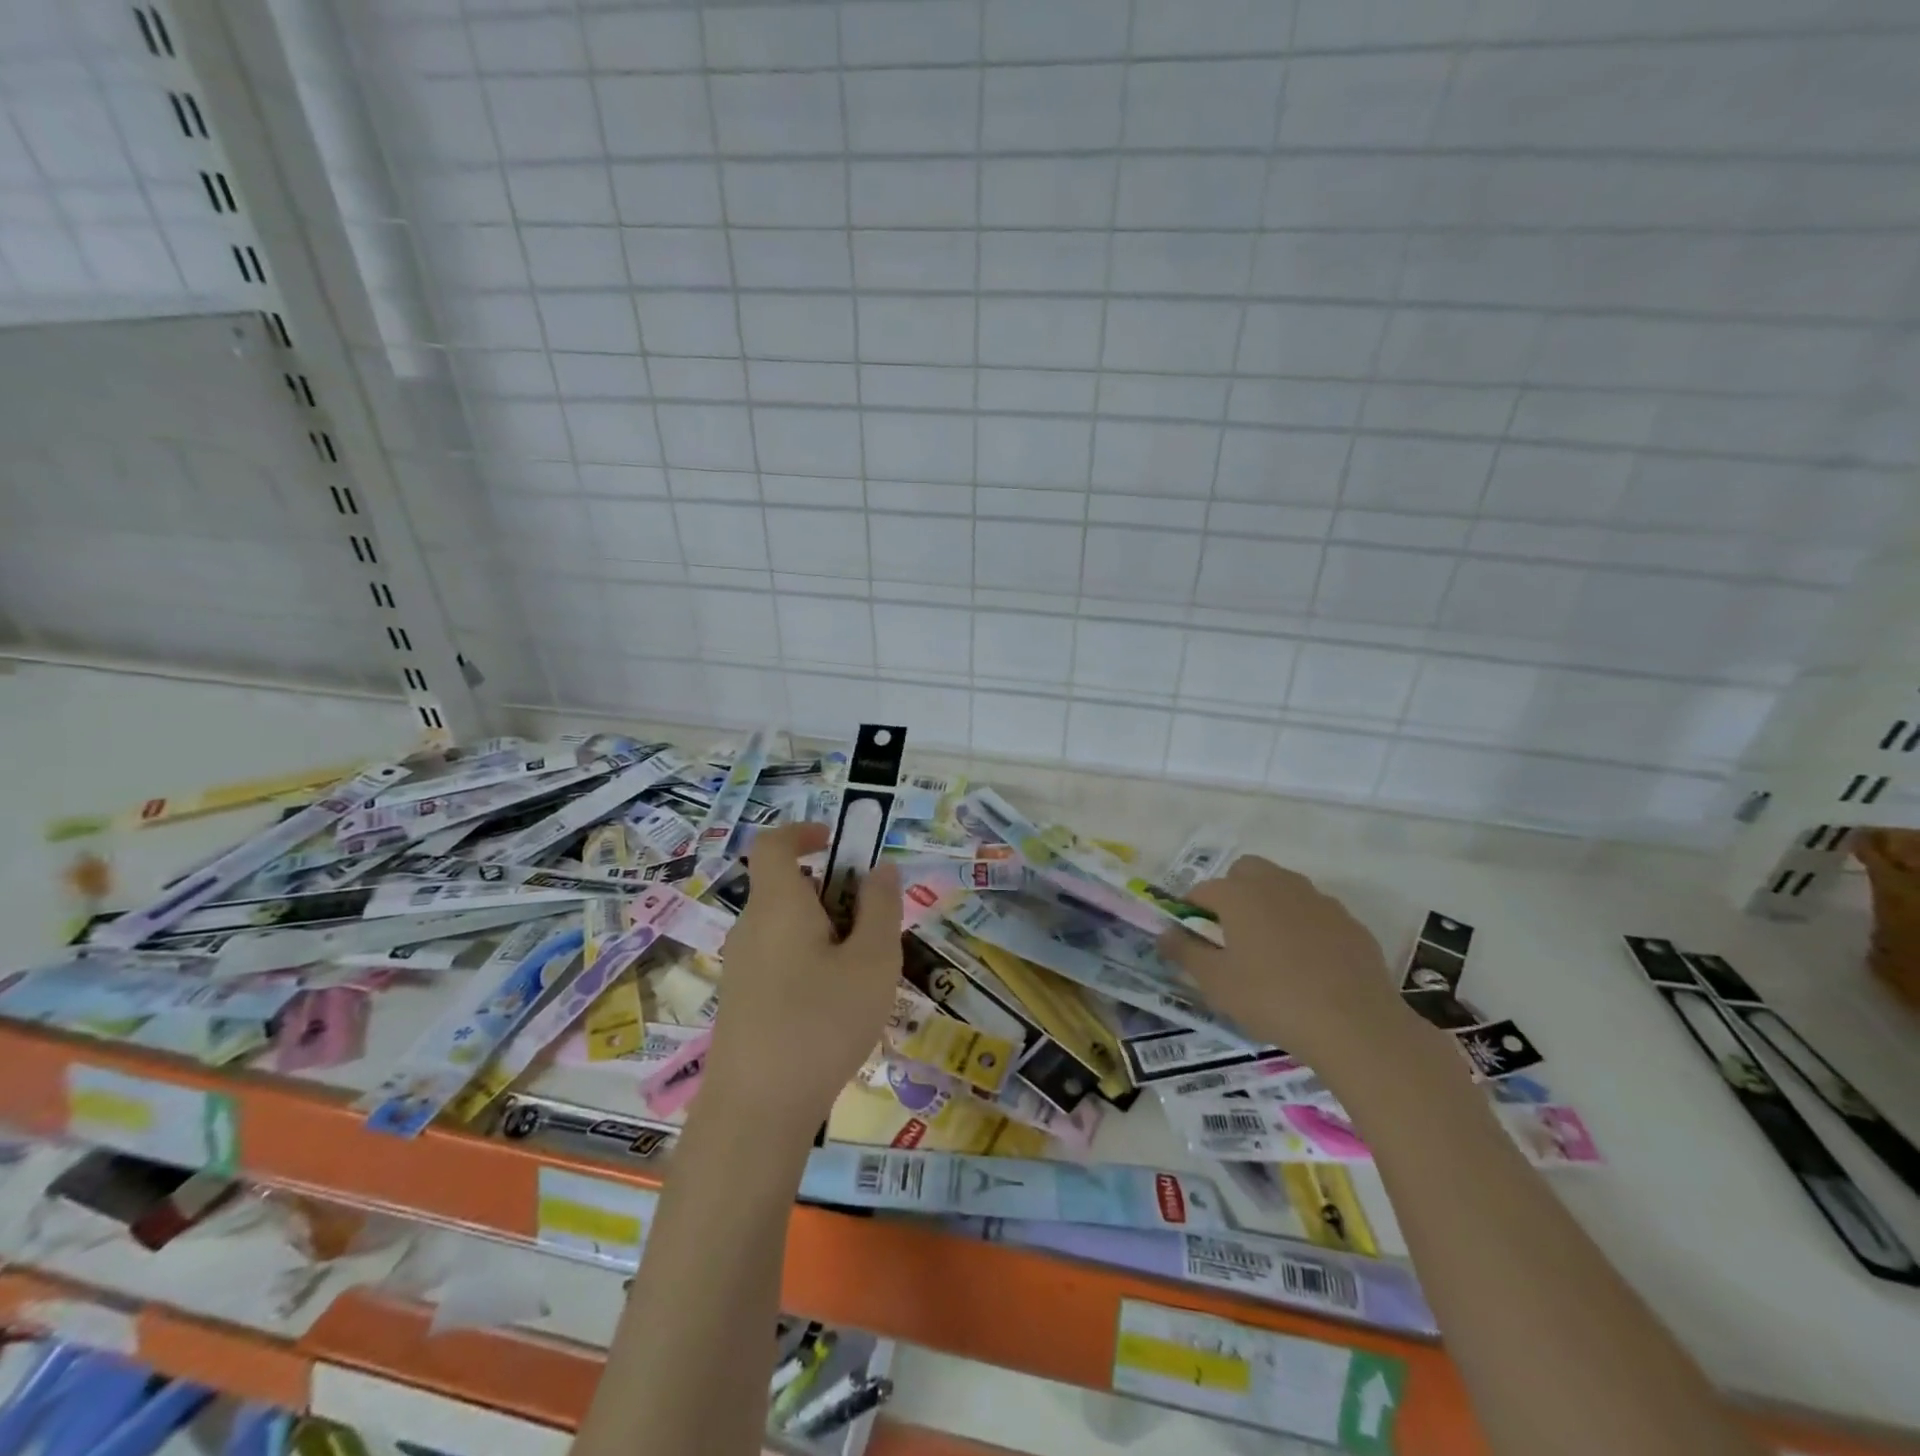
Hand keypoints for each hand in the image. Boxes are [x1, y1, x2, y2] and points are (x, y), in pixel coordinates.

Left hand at [703, 822, 902, 1138]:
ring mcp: (741, 967)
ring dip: (825, 931)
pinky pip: (779, 958)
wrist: (756, 1112)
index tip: (838, 842)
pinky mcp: (741, 1001)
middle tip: (873, 925)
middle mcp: (751, 927)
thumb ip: (881, 907)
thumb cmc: (822, 1022)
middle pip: (787, 887)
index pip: (774, 844)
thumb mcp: (873, 961)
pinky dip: (810, 960)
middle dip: (832, 892)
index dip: (803, 832)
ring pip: (787, 927)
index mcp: (778, 904)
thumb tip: (881, 868)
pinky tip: (836, 1007)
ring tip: (863, 973)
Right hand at [1157, 855, 1411, 1074]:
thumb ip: (1185, 952)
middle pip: (1246, 871)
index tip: (1192, 936)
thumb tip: (1165, 933)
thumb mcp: (1216, 982)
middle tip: (1230, 933)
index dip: (1191, 910)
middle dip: (1232, 892)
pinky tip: (1308, 963)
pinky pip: (1315, 912)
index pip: (1203, 889)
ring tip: (1269, 949)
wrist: (1355, 1025)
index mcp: (1240, 894)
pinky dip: (1304, 925)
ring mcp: (1318, 900)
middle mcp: (1277, 884)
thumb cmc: (1272, 999)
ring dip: (1269, 904)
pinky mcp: (1349, 922)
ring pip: (1283, 887)